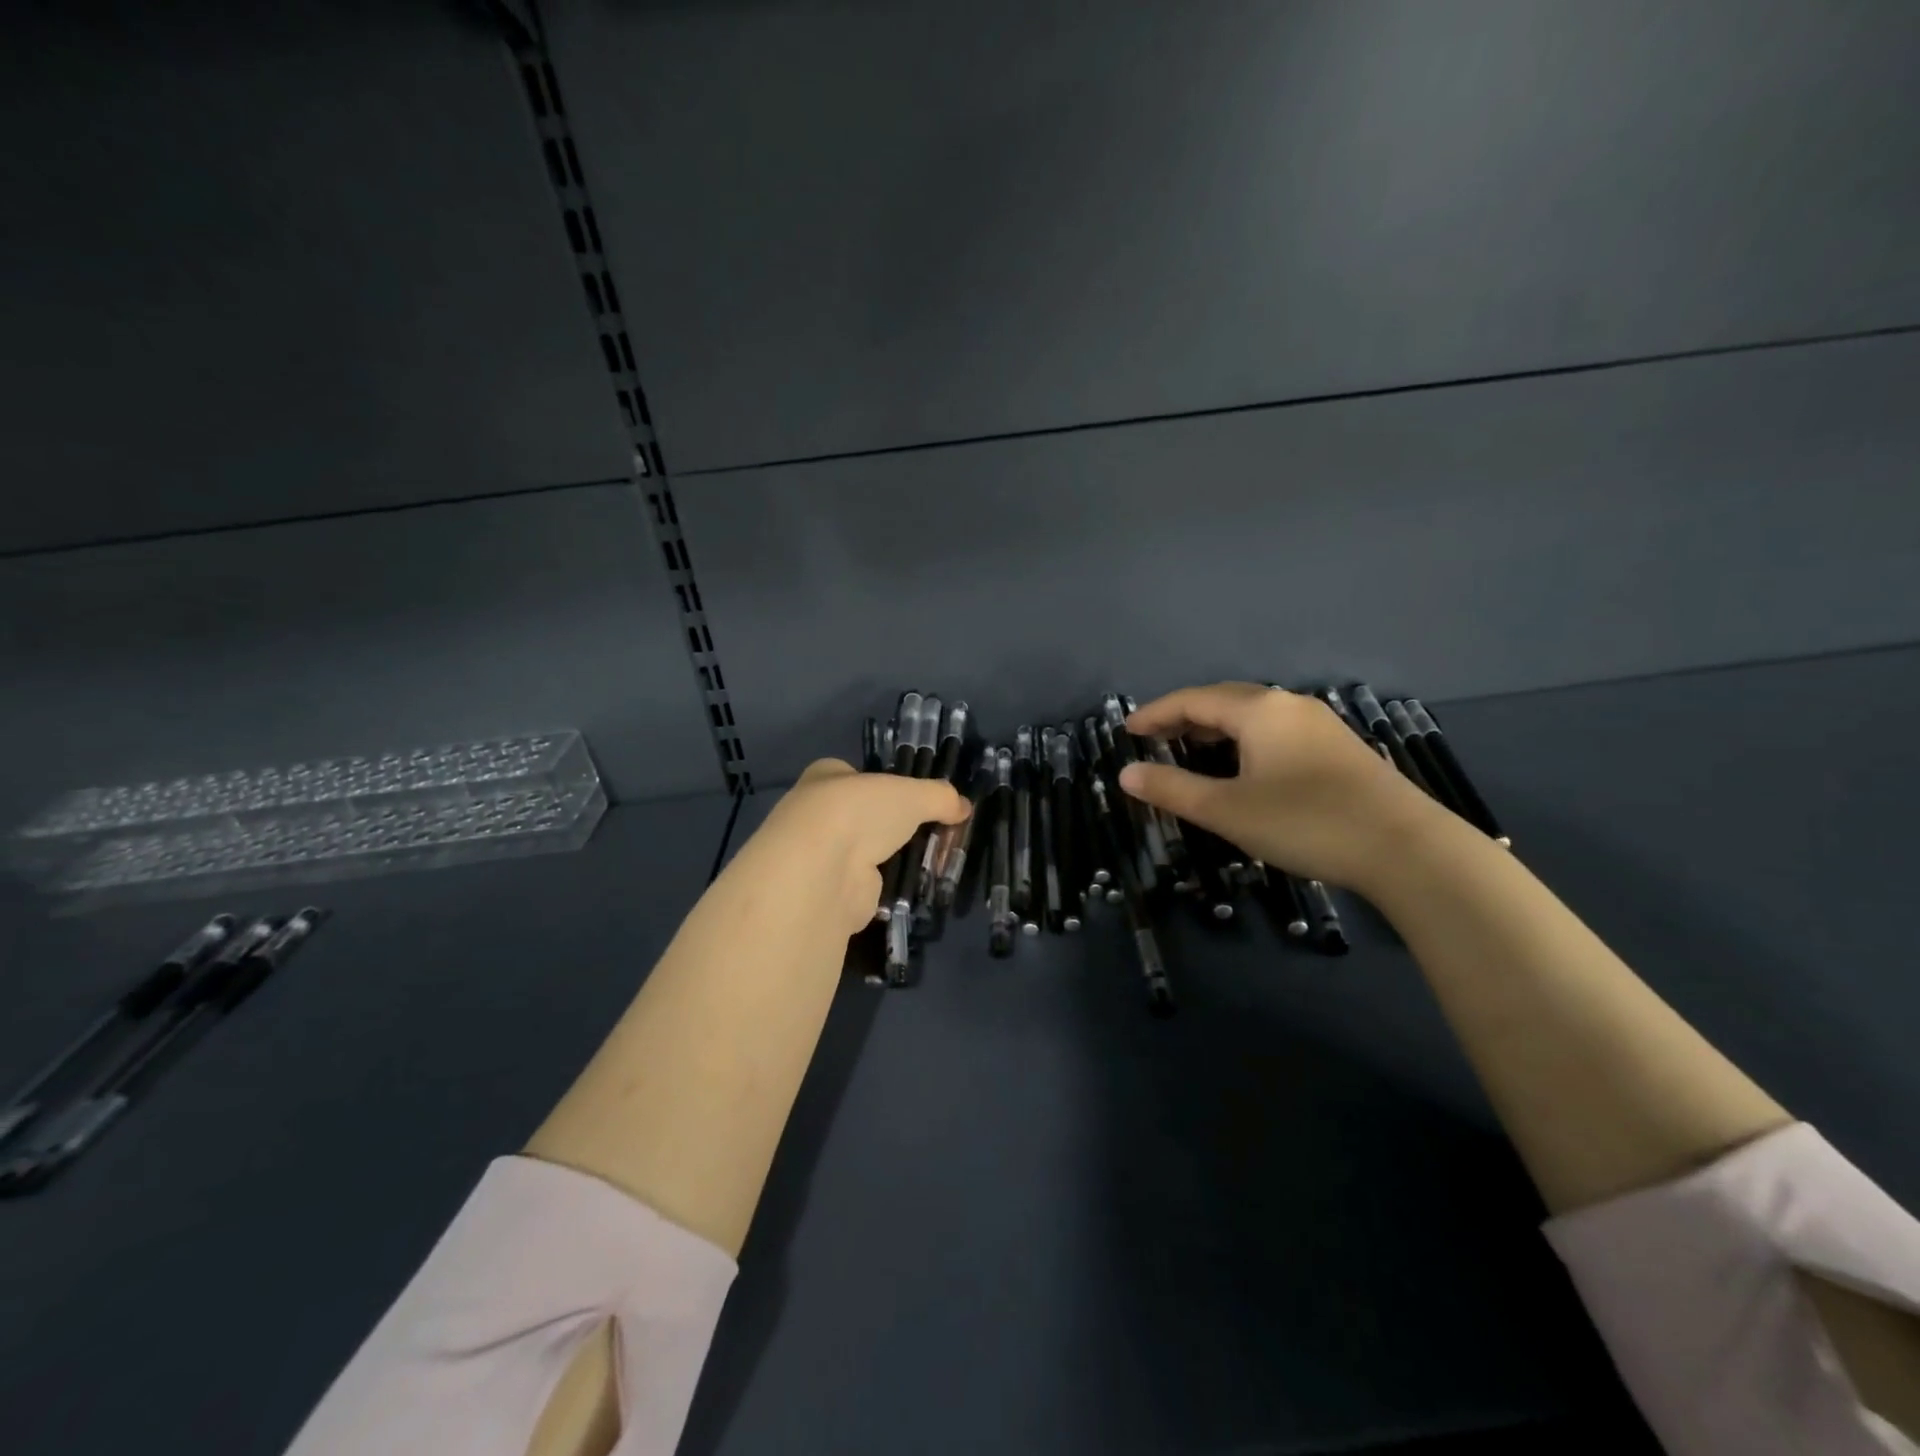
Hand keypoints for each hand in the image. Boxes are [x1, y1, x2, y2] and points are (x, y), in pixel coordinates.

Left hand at [729, 758, 970, 935]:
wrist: (823, 870)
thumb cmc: (861, 812)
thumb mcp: (912, 794)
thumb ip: (939, 797)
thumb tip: (963, 806)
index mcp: (825, 777)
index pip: (852, 774)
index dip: (881, 783)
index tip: (911, 796)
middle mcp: (816, 813)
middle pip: (861, 815)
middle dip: (891, 824)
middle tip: (931, 830)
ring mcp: (820, 855)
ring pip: (864, 851)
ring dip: (892, 856)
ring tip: (932, 858)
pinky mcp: (830, 890)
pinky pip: (867, 883)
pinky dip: (888, 885)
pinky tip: (913, 884)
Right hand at [1119, 682, 1438, 892]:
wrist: (1408, 849)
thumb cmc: (1306, 823)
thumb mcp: (1228, 810)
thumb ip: (1172, 789)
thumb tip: (1125, 774)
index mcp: (1259, 710)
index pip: (1193, 699)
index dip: (1156, 713)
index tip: (1126, 730)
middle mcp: (1289, 706)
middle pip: (1224, 700)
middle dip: (1184, 717)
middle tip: (1153, 739)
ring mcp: (1319, 725)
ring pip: (1253, 715)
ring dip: (1215, 728)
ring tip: (1189, 749)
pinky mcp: (1338, 748)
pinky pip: (1275, 730)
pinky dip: (1243, 740)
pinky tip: (1242, 765)